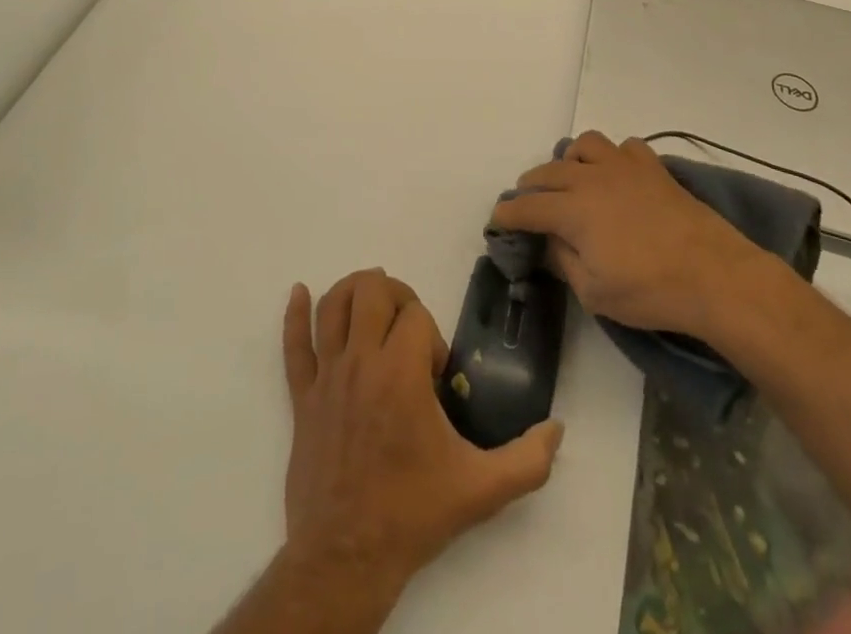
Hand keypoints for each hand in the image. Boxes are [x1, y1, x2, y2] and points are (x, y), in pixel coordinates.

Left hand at [279, 270, 564, 592]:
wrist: (346, 558)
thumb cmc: (412, 513)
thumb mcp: (481, 490)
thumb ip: (527, 460)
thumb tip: (557, 429)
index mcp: (400, 373)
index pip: (415, 315)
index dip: (430, 334)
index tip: (434, 375)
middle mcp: (361, 362)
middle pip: (372, 291)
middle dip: (395, 295)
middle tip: (407, 327)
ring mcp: (327, 377)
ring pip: (332, 306)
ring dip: (352, 291)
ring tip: (371, 300)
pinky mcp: (302, 397)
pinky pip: (293, 344)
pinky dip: (294, 314)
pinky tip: (298, 293)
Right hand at [489, 132, 764, 342]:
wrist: (714, 274)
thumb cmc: (650, 290)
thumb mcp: (594, 293)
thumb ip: (563, 261)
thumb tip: (547, 242)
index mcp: (572, 209)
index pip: (527, 207)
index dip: (507, 214)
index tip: (497, 222)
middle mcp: (590, 178)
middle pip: (547, 172)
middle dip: (530, 188)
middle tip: (529, 207)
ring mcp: (623, 166)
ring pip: (583, 146)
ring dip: (569, 161)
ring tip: (572, 181)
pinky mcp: (652, 167)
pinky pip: (623, 147)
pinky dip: (613, 157)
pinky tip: (617, 176)